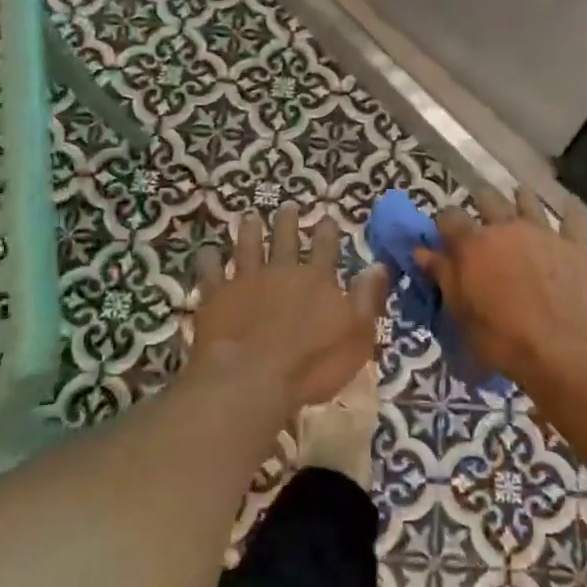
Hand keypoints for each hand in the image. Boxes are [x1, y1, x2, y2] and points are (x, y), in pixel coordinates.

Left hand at [191, 203, 388, 411]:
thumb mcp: (356, 335)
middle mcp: (282, 271)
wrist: (251, 379)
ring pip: (248, 247)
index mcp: (317, 280)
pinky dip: (209, 260)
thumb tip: (379, 264)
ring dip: (250, 232)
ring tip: (250, 218)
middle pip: (285, 240)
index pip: (326, 248)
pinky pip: (210, 272)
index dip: (327, 232)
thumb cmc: (311, 364)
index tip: (327, 216)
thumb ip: (367, 298)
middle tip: (287, 207)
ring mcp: (246, 281)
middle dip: (288, 222)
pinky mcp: (216, 296)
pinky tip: (207, 252)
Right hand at [416, 187, 586, 387]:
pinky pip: (572, 219)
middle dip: (481, 202)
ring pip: (528, 202)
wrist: (564, 349)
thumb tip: (422, 251)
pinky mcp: (574, 245)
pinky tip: (570, 204)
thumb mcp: (461, 314)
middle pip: (488, 199)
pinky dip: (570, 211)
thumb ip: (443, 277)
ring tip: (519, 195)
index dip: (444, 222)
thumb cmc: (503, 338)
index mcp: (473, 244)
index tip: (444, 233)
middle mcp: (506, 227)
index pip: (449, 217)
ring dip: (521, 197)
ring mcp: (542, 233)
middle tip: (481, 213)